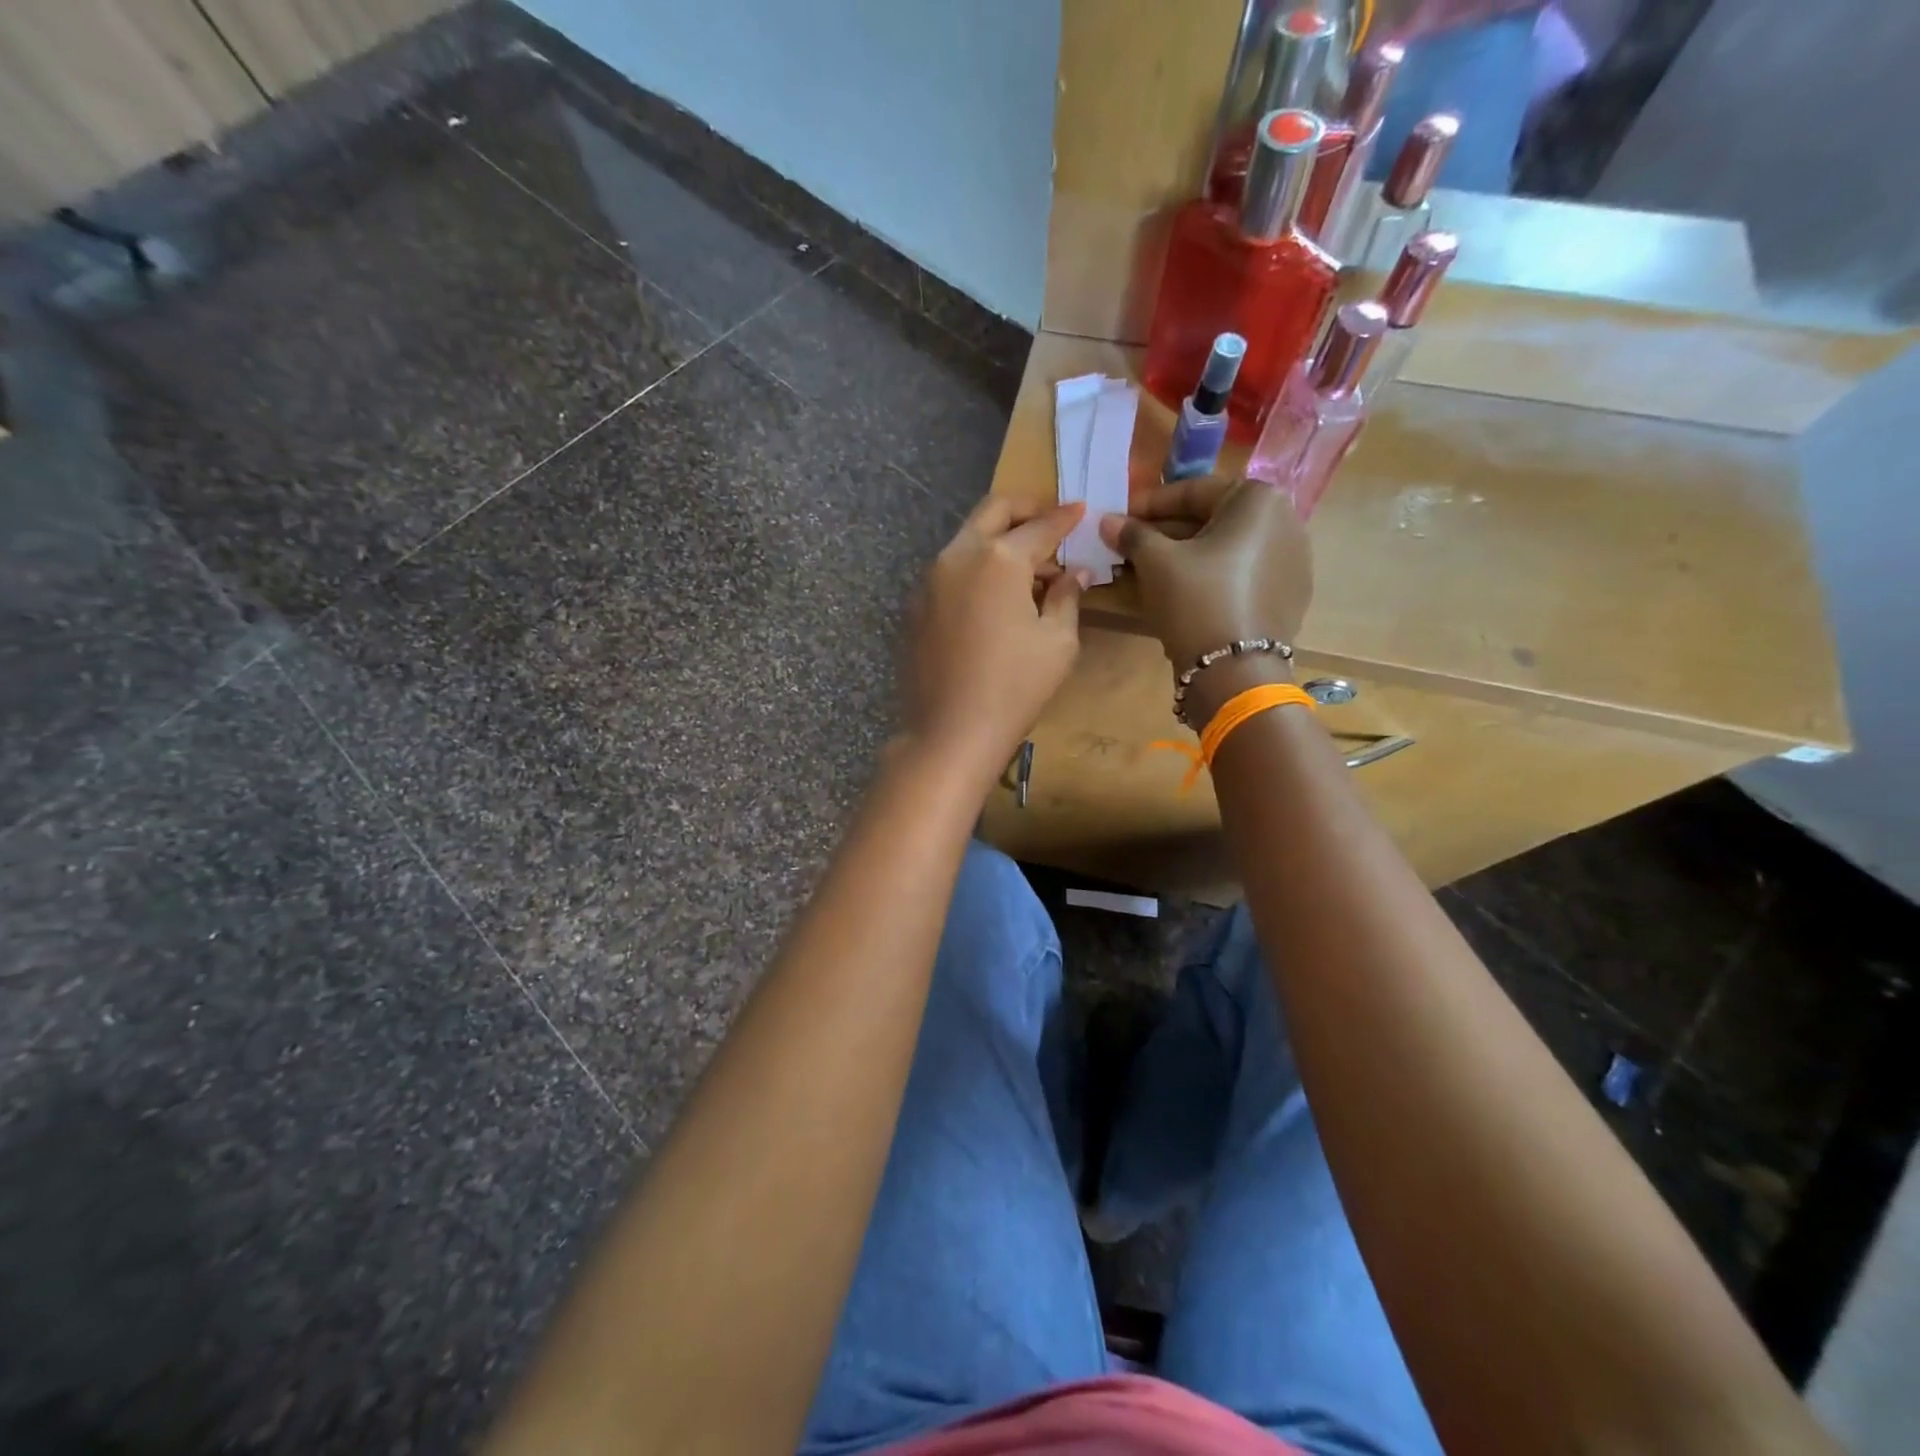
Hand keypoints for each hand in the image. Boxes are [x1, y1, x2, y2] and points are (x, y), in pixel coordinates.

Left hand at [902, 497, 1087, 788]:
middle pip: (993, 511)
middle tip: (1051, 522)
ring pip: (968, 540)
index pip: (1040, 525)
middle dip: (1026, 509)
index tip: (1081, 510)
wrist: (949, 733)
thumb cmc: (1014, 688)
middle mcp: (958, 556)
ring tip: (1028, 569)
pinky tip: (994, 599)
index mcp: (998, 559)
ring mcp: (929, 580)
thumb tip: (1074, 573)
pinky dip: (977, 569)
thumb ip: (1066, 596)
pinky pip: (951, 571)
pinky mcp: (915, 606)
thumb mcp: (1057, 642)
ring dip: (999, 541)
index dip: (1065, 517)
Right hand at [1099, 476, 1312, 671]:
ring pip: (1226, 549)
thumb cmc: (1196, 599)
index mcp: (1259, 500)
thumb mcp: (1156, 562)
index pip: (1193, 491)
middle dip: (1167, 533)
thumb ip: (1132, 534)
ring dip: (1185, 556)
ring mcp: (1292, 561)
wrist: (1235, 670)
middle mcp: (1285, 521)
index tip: (1120, 518)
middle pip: (1212, 520)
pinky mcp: (1288, 595)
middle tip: (1130, 546)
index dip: (1149, 504)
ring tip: (1148, 571)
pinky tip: (1181, 592)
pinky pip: (1241, 574)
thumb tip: (1107, 521)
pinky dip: (1210, 577)